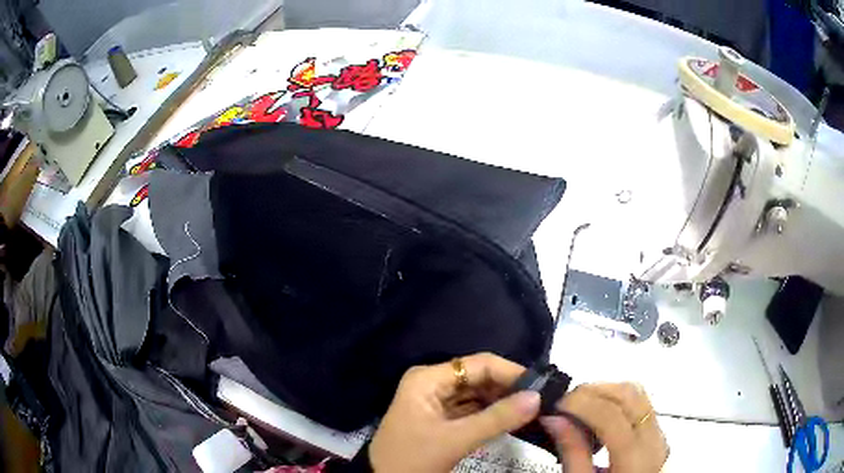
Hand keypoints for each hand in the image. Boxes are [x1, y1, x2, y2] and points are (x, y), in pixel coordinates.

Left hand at [368, 353, 540, 471]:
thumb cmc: (413, 458)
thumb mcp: (455, 439)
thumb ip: (497, 418)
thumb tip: (537, 397)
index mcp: (428, 378)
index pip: (478, 364)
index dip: (511, 372)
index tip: (541, 386)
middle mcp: (432, 383)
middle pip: (478, 377)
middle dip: (508, 388)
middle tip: (541, 399)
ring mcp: (435, 401)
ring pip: (477, 394)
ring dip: (502, 402)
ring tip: (533, 408)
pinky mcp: (440, 418)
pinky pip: (471, 409)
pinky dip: (490, 414)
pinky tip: (512, 419)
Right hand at [542, 383, 668, 472]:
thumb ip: (572, 454)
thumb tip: (555, 420)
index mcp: (635, 459)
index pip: (612, 416)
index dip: (582, 403)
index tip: (557, 405)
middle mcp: (654, 440)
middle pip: (629, 395)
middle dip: (594, 391)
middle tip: (566, 402)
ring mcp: (658, 433)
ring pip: (637, 393)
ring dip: (606, 391)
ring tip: (580, 406)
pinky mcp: (656, 431)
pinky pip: (640, 403)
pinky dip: (616, 399)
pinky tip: (598, 413)